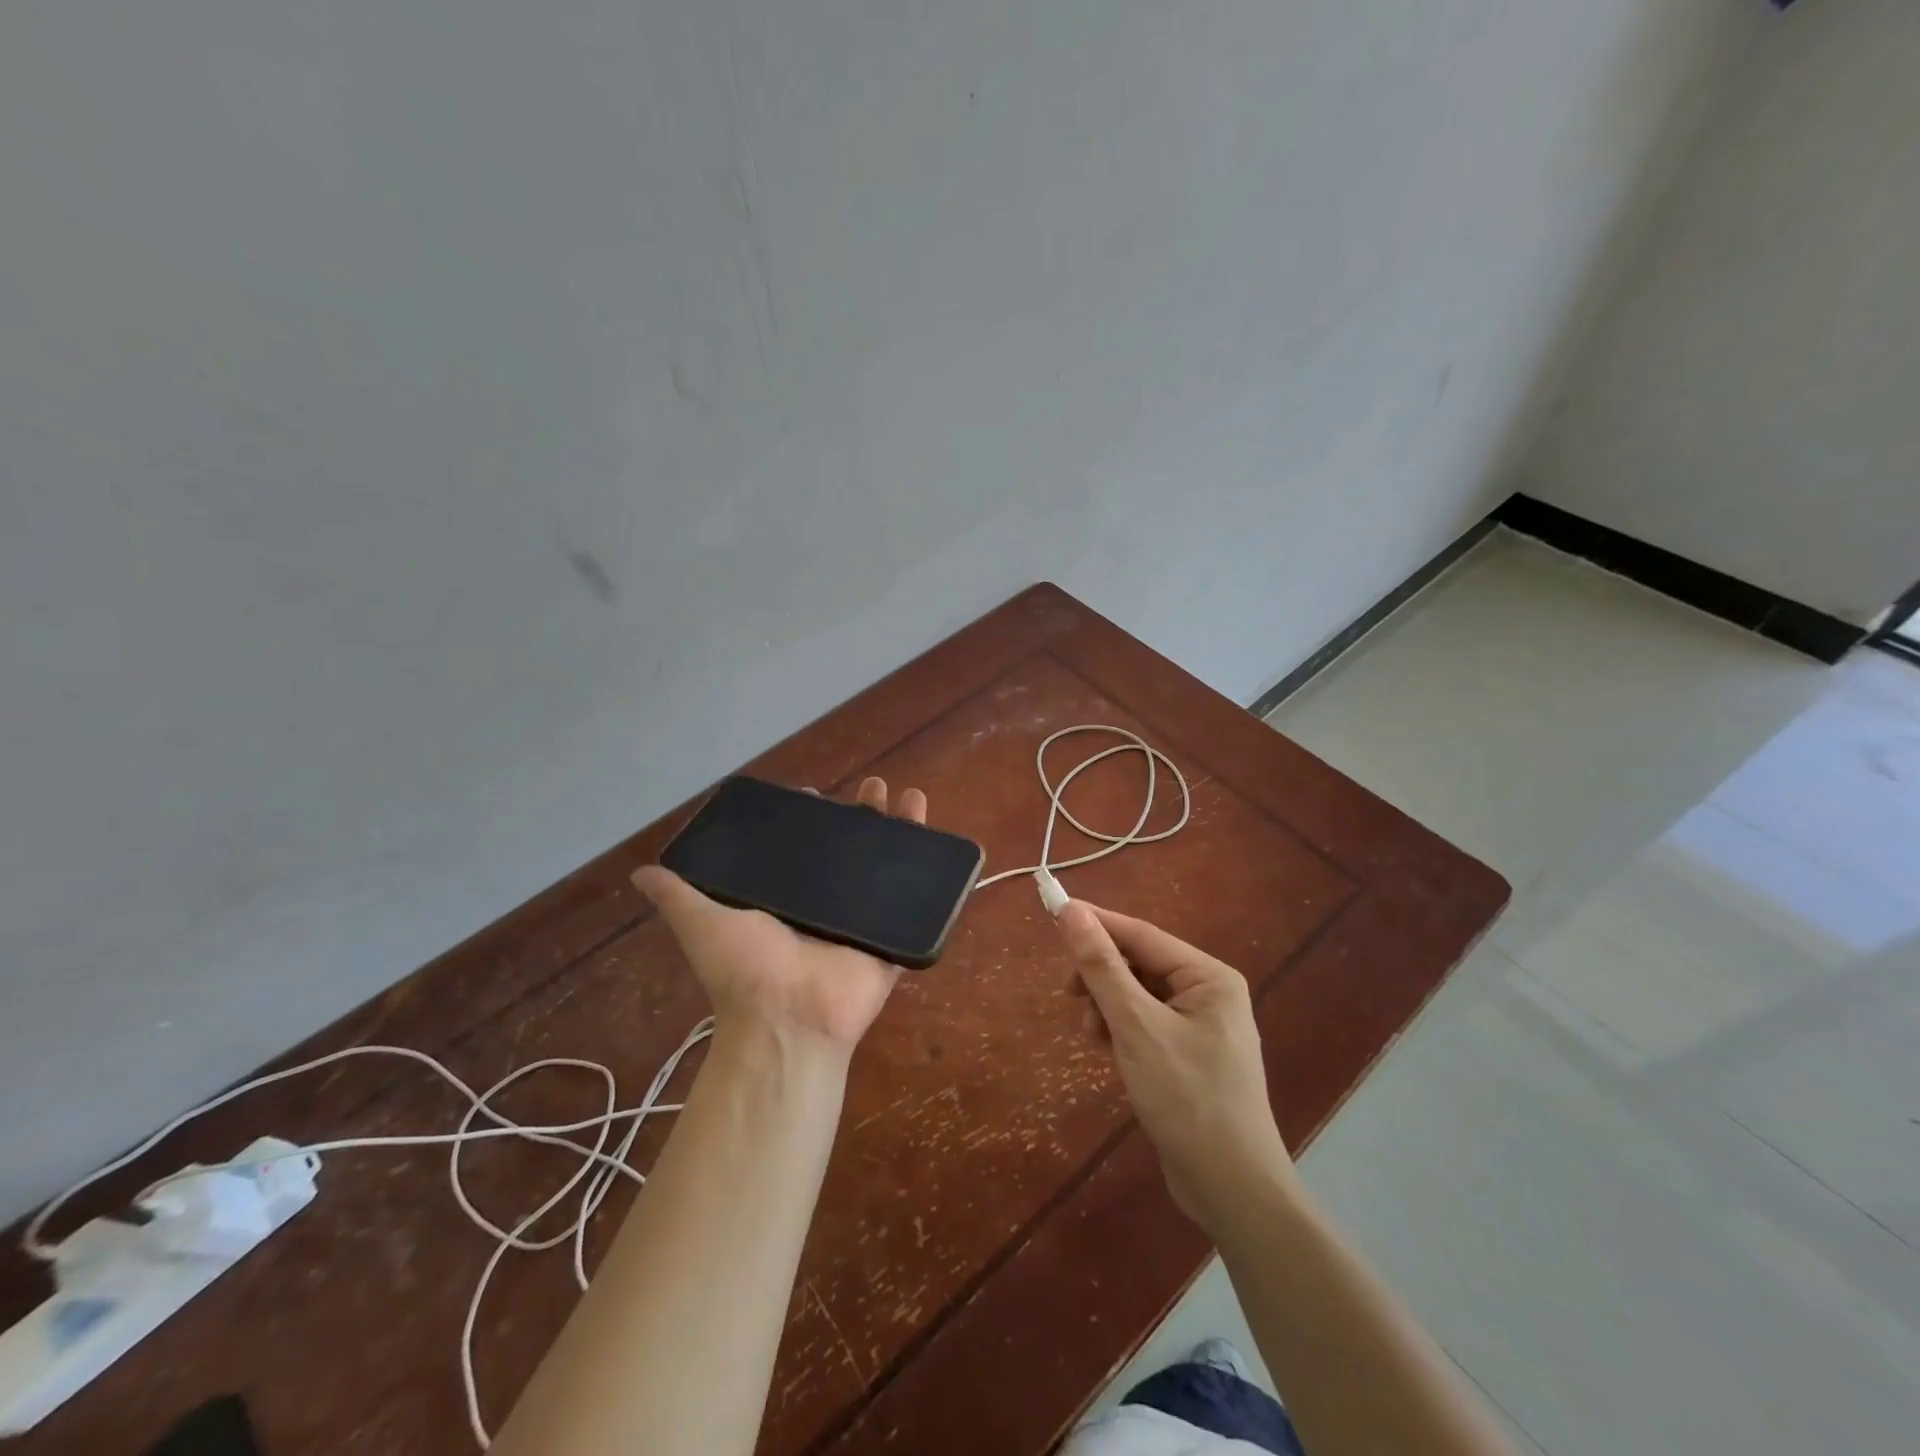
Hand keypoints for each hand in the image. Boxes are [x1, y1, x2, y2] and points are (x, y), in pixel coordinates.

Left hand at [632, 777, 926, 1053]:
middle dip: (862, 815)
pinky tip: (936, 838)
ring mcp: (862, 919)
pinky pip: (915, 900)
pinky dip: (930, 872)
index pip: (801, 847)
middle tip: (872, 787)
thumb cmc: (746, 969)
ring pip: (886, 866)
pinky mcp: (890, 936)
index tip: (814, 794)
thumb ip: (678, 895)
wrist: (788, 1021)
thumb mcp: (702, 923)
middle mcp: (826, 903)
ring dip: (900, 830)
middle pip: (850, 849)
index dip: (809, 819)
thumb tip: (641, 871)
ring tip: (909, 797)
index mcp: (787, 896)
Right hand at [1056, 901, 1295, 1223]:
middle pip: (1140, 964)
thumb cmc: (1186, 1098)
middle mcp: (1209, 993)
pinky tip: (1108, 1052)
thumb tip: (1070, 910)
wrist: (1231, 1190)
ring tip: (1093, 1037)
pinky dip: (1121, 1030)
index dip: (1096, 924)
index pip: (1141, 934)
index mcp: (1208, 976)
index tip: (1052, 915)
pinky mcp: (1189, 1057)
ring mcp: (1201, 1027)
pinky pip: (1146, 1024)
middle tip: (1069, 995)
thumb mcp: (1135, 1025)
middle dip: (1101, 977)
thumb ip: (1102, 966)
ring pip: (1138, 995)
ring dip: (1108, 1007)